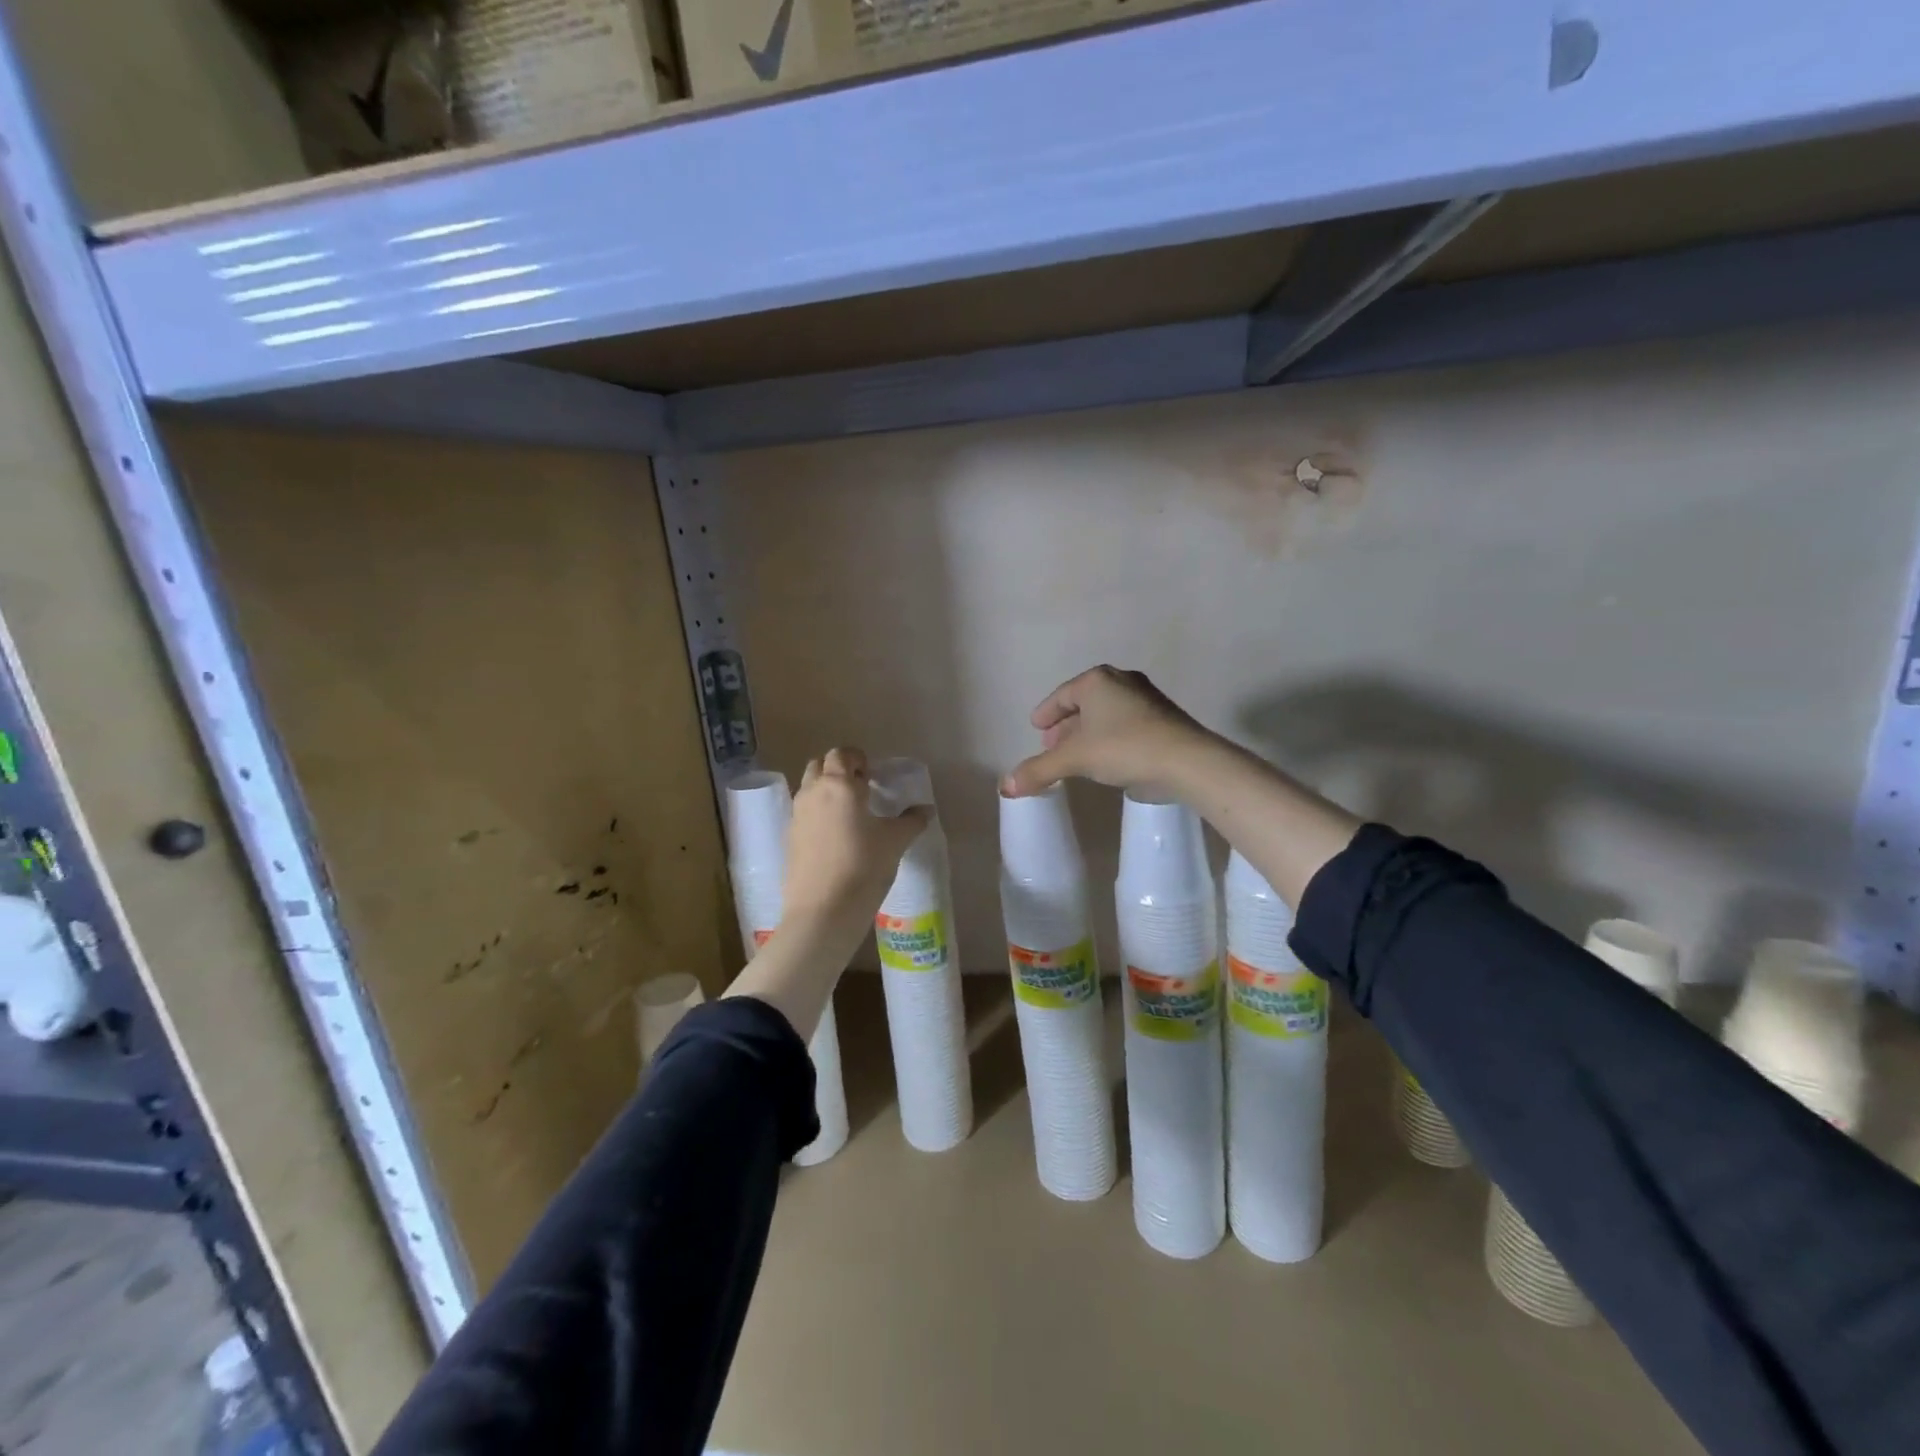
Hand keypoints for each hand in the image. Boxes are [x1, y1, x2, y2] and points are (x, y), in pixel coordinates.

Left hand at [783, 748, 931, 922]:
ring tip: (850, 813)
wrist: (823, 911)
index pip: (841, 754)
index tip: (873, 775)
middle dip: (839, 769)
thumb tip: (926, 810)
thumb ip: (912, 821)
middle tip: (861, 788)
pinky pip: (804, 812)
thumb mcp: (895, 842)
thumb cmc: (863, 867)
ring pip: (809, 788)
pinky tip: (836, 836)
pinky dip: (818, 812)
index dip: (857, 759)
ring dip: (826, 789)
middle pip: (820, 765)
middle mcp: (812, 792)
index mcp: (838, 785)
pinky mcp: (790, 837)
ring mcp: (797, 815)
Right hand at [1001, 666, 1218, 796]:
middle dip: (1066, 724)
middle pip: (1084, 703)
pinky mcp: (1163, 717)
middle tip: (1051, 745)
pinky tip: (1106, 757)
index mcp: (1096, 681)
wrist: (1186, 760)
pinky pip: (1124, 722)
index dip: (1046, 713)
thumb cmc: (1123, 748)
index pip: (1062, 695)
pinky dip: (1108, 736)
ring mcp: (1145, 697)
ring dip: (1087, 731)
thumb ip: (1039, 770)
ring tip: (1076, 754)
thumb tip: (1005, 787)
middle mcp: (1121, 680)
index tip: (1036, 728)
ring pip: (1105, 713)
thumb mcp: (1074, 759)